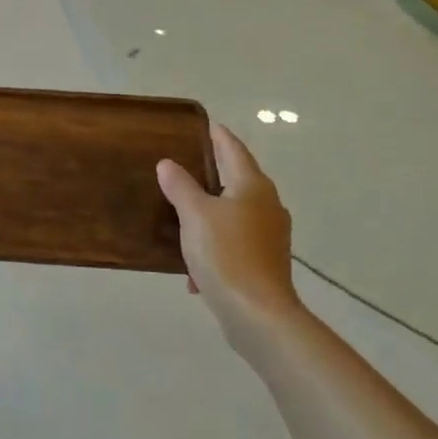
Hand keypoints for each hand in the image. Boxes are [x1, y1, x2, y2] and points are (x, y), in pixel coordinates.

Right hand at [158, 125, 309, 357]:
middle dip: (214, 172)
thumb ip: (180, 186)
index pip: (233, 149)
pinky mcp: (265, 262)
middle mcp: (267, 205)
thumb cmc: (226, 254)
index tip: (205, 124)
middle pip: (238, 179)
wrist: (258, 314)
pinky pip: (235, 243)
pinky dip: (215, 245)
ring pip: (235, 214)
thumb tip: (168, 164)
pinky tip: (193, 269)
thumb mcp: (194, 215)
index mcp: (253, 186)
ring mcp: (270, 235)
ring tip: (183, 213)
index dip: (218, 135)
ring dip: (211, 213)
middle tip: (186, 164)